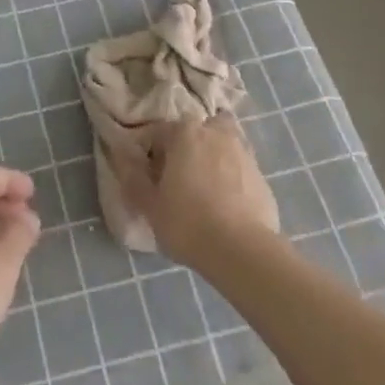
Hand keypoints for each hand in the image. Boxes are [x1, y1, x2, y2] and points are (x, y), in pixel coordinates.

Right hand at [116, 116, 280, 269]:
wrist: (243, 252)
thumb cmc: (188, 223)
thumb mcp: (149, 205)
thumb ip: (133, 177)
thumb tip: (122, 155)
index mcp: (184, 131)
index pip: (159, 133)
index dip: (151, 156)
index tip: (151, 181)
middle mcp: (215, 132)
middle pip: (195, 133)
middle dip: (187, 149)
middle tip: (181, 180)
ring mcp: (243, 152)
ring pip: (222, 148)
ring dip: (213, 161)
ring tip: (206, 193)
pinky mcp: (262, 177)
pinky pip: (240, 172)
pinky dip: (233, 182)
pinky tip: (228, 209)